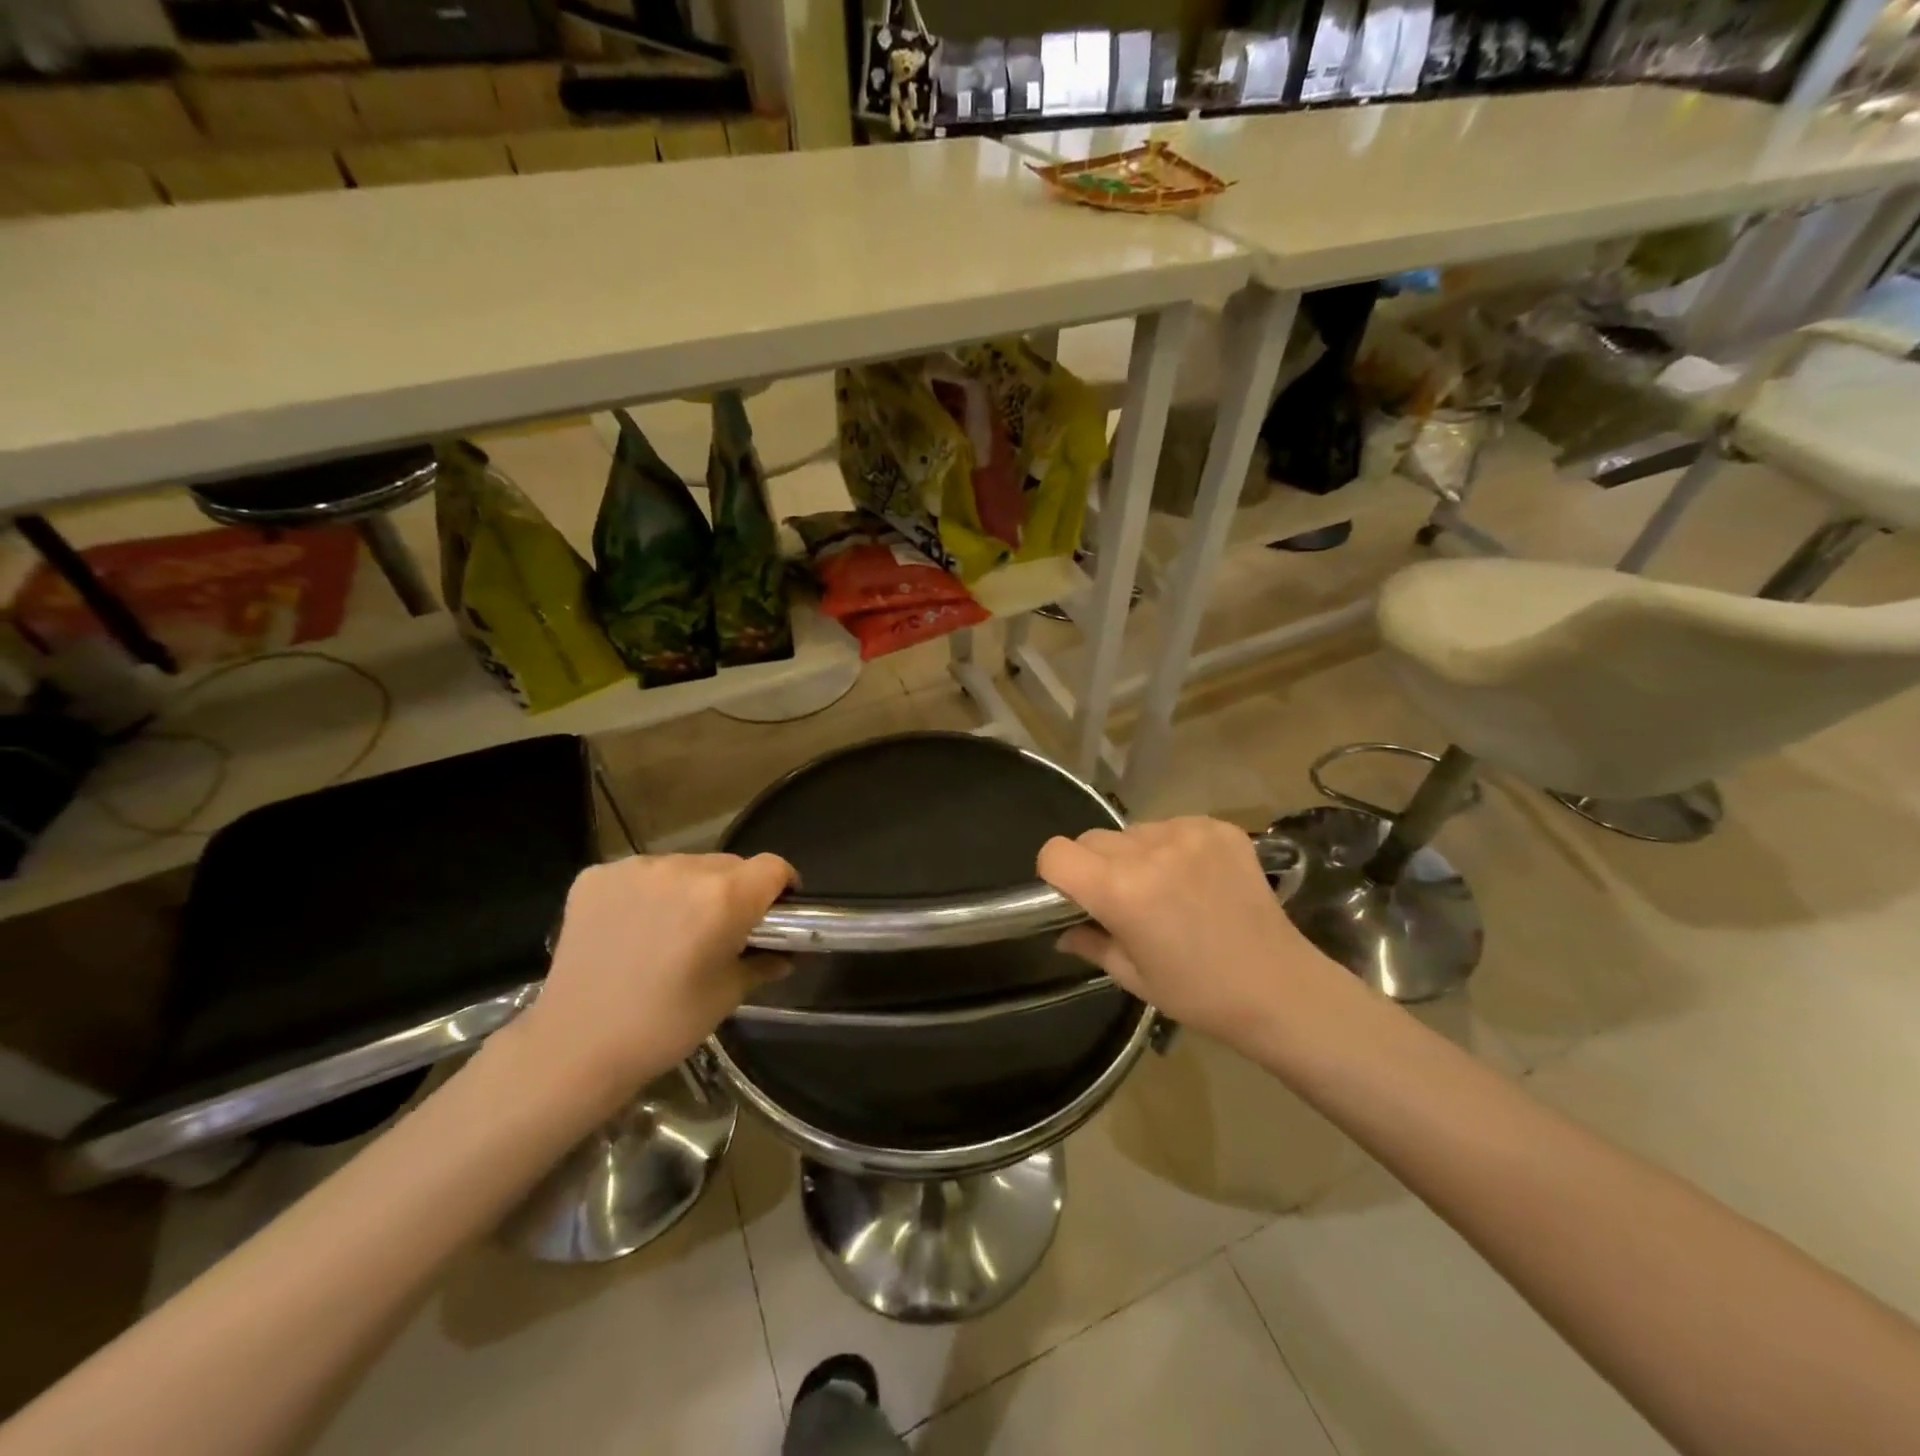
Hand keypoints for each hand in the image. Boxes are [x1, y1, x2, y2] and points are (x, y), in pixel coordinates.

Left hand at [515, 853, 794, 1107]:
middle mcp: (682, 869)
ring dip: (690, 889)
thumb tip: (784, 955)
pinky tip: (634, 927)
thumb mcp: (727, 996)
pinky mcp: (596, 876)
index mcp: (723, 897)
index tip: (778, 910)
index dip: (782, 885)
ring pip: (684, 866)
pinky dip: (647, 892)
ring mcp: (634, 869)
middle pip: (728, 865)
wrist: (574, 1048)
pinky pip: (640, 874)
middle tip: (722, 929)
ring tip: (672, 930)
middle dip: (735, 891)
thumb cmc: (664, 1026)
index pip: (773, 867)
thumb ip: (762, 963)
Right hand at [1037, 817, 1345, 1052]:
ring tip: (1166, 889)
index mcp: (1120, 890)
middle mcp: (1149, 850)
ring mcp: (1188, 833)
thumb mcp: (1132, 976)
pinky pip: (1172, 826)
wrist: (1280, 989)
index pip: (1056, 852)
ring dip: (1135, 854)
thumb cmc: (1198, 993)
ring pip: (1133, 831)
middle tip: (1122, 900)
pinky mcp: (1218, 828)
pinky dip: (1172, 847)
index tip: (1072, 895)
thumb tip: (1061, 932)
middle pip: (1093, 838)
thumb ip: (1089, 943)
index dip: (1055, 873)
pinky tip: (1196, 879)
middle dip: (1095, 865)